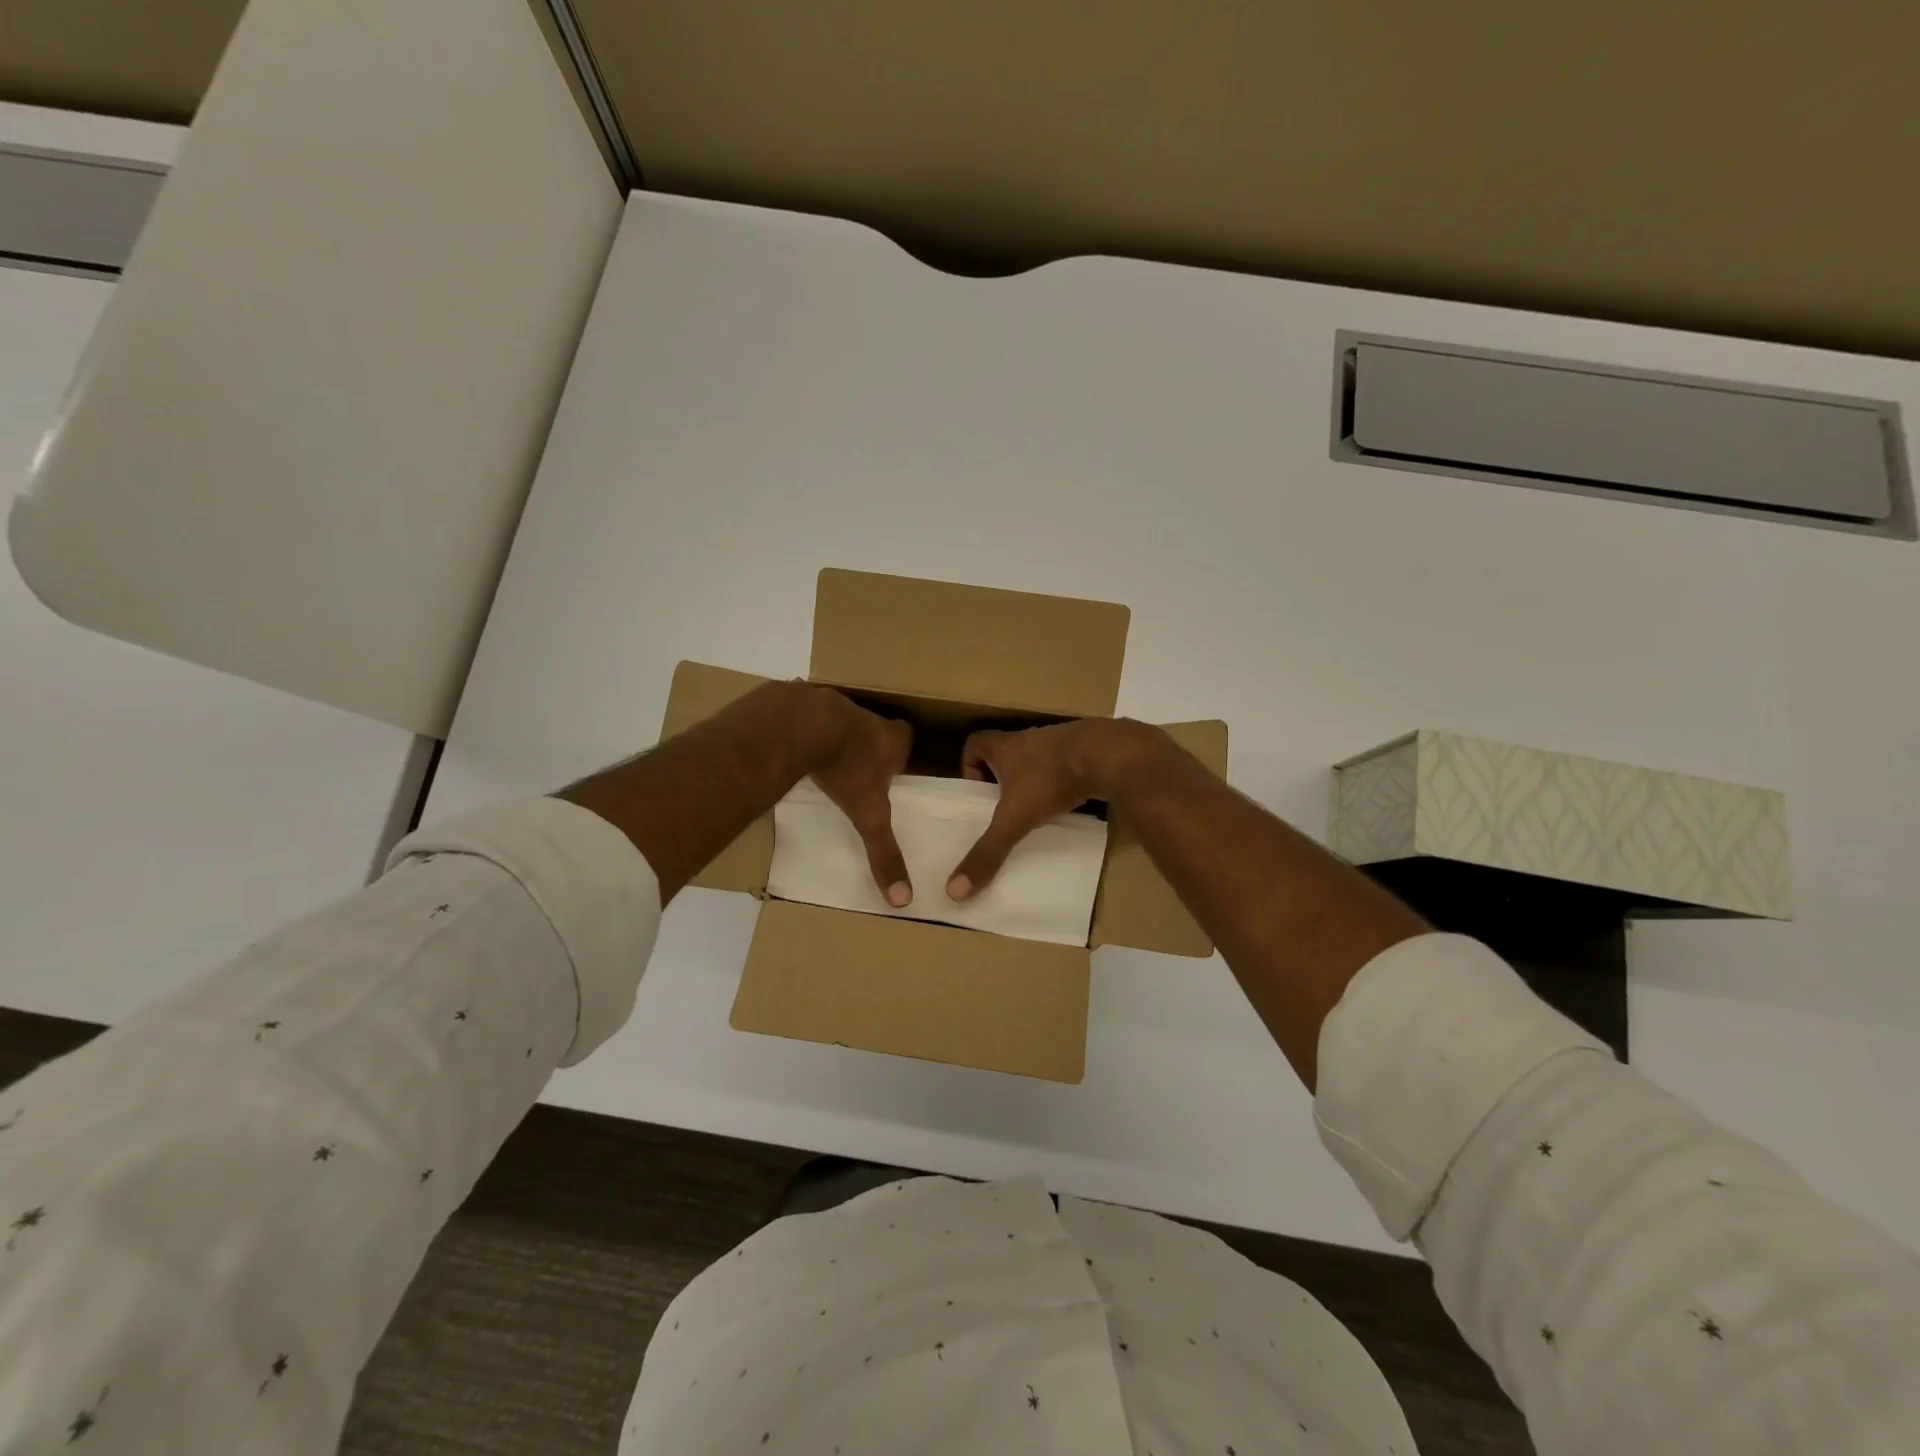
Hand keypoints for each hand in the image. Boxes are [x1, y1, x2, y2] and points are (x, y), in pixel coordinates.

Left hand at [806, 689, 914, 905]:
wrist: (800, 725)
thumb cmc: (845, 768)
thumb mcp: (868, 816)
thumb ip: (884, 852)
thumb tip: (903, 899)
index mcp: (888, 738)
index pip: (905, 737)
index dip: (899, 752)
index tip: (891, 768)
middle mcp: (864, 716)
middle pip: (872, 726)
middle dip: (866, 743)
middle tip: (855, 766)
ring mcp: (829, 703)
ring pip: (836, 718)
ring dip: (830, 734)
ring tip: (820, 758)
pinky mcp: (797, 699)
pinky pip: (801, 712)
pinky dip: (797, 727)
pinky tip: (787, 746)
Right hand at [947, 718, 1161, 900]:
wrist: (1108, 756)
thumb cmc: (1050, 780)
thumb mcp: (1015, 819)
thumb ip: (988, 852)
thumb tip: (955, 891)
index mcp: (1006, 746)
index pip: (975, 743)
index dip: (969, 766)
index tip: (976, 793)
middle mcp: (1030, 739)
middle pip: (1007, 752)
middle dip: (1002, 778)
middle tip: (1004, 808)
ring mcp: (1061, 743)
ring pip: (1038, 759)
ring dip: (1034, 780)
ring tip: (1036, 810)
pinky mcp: (1087, 751)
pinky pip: (1066, 765)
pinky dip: (1062, 781)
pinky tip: (1069, 802)